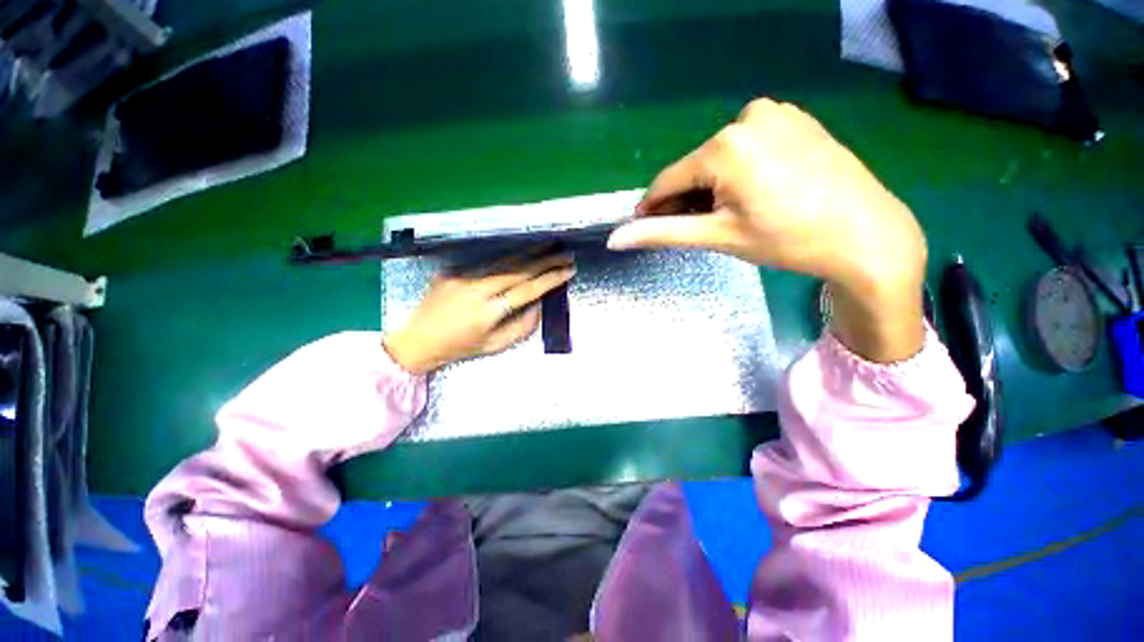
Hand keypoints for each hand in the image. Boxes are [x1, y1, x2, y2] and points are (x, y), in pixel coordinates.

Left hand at [383, 252, 575, 373]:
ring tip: (548, 245)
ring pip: (502, 261)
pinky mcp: (452, 271)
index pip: (527, 290)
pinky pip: (484, 263)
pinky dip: (506, 257)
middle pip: (518, 270)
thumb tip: (538, 307)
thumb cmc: (459, 348)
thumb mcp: (493, 346)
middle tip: (565, 253)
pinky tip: (519, 251)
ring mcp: (463, 277)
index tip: (568, 271)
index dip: (550, 279)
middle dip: (545, 260)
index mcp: (488, 311)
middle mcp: (477, 289)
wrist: (416, 340)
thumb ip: (520, 328)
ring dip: (528, 252)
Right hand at [608, 99, 926, 361]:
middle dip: (687, 200)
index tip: (645, 227)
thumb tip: (614, 239)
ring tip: (731, 215)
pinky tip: (755, 194)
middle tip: (699, 229)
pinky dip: (737, 172)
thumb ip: (662, 233)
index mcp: (725, 146)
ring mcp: (776, 113)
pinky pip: (747, 147)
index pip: (668, 181)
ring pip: (719, 159)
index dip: (652, 208)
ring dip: (711, 187)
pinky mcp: (795, 119)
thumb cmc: (787, 239)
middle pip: (695, 169)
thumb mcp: (717, 237)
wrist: (866, 235)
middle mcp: (747, 117)